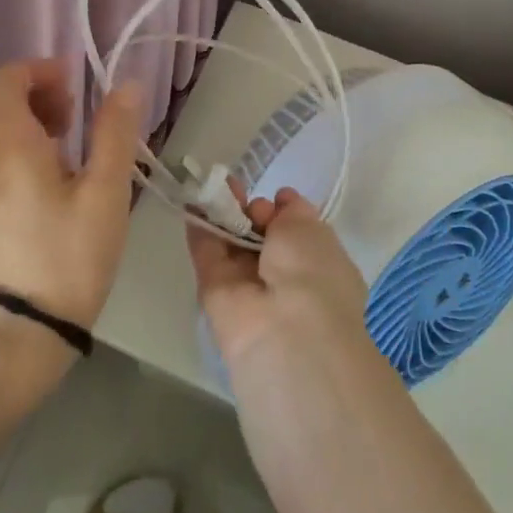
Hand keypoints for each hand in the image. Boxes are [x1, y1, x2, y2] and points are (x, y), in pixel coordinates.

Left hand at [0, 59, 142, 331]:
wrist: (29, 325)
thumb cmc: (72, 255)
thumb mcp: (106, 192)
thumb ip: (115, 133)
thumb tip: (127, 85)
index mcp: (10, 147)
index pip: (1, 81)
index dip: (37, 70)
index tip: (76, 84)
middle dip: (31, 85)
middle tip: (71, 103)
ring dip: (26, 108)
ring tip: (69, 128)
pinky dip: (20, 132)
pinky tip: (57, 157)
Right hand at [186, 187, 373, 375]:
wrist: (284, 330)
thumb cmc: (312, 272)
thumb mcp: (311, 228)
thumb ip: (293, 211)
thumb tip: (281, 200)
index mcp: (318, 266)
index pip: (297, 234)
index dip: (284, 212)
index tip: (275, 197)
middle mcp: (284, 278)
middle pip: (262, 237)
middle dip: (252, 210)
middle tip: (241, 188)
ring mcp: (248, 286)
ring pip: (233, 242)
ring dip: (224, 211)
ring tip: (214, 182)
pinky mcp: (215, 290)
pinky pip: (207, 252)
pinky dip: (200, 225)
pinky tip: (193, 197)